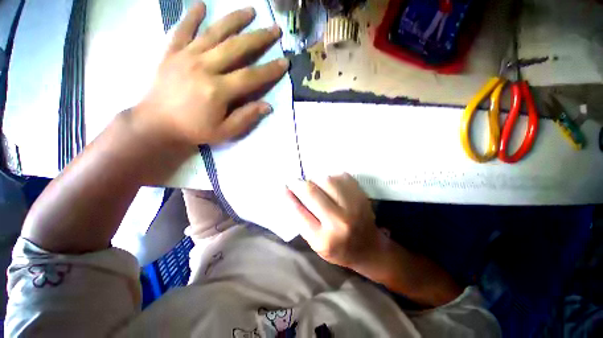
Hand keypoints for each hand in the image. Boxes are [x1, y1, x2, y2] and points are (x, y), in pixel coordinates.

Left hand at [134, 2, 288, 145]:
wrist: (156, 125)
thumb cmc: (194, 130)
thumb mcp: (225, 132)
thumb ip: (246, 117)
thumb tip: (268, 106)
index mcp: (218, 90)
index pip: (251, 76)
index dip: (270, 70)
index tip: (285, 61)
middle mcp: (203, 67)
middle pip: (236, 47)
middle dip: (259, 37)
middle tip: (274, 29)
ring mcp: (186, 56)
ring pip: (214, 32)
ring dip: (234, 19)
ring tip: (251, 11)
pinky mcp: (171, 52)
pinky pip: (182, 30)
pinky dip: (191, 16)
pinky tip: (201, 5)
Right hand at [286, 173, 382, 267]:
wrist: (369, 247)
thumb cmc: (338, 248)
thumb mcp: (315, 242)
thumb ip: (302, 220)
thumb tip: (290, 194)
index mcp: (323, 239)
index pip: (299, 211)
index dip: (288, 196)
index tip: (284, 187)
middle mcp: (339, 221)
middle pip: (311, 191)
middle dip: (299, 183)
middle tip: (295, 182)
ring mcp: (353, 206)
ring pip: (326, 179)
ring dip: (315, 179)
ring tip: (315, 185)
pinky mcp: (361, 195)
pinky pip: (340, 176)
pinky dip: (331, 177)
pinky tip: (330, 185)